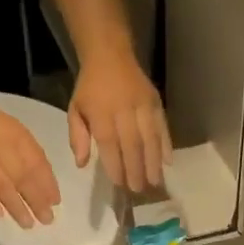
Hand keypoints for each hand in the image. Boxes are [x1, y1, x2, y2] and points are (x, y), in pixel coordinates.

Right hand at [0, 94, 60, 228]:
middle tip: (46, 219)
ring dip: (16, 206)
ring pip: (1, 185)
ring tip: (28, 223)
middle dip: (36, 200)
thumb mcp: (9, 128)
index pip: (36, 162)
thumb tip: (43, 182)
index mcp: (14, 134)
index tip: (55, 202)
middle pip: (22, 177)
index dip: (47, 183)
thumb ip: (26, 152)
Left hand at [68, 50, 171, 192]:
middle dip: (136, 169)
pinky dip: (166, 144)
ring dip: (153, 162)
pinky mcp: (156, 102)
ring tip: (155, 181)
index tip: (119, 184)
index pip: (109, 143)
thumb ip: (77, 137)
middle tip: (139, 189)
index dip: (115, 165)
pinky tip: (168, 161)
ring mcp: (142, 105)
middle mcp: (123, 109)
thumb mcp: (75, 109)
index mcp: (101, 112)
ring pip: (150, 137)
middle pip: (132, 144)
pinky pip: (162, 126)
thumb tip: (81, 164)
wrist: (110, 55)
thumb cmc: (90, 87)